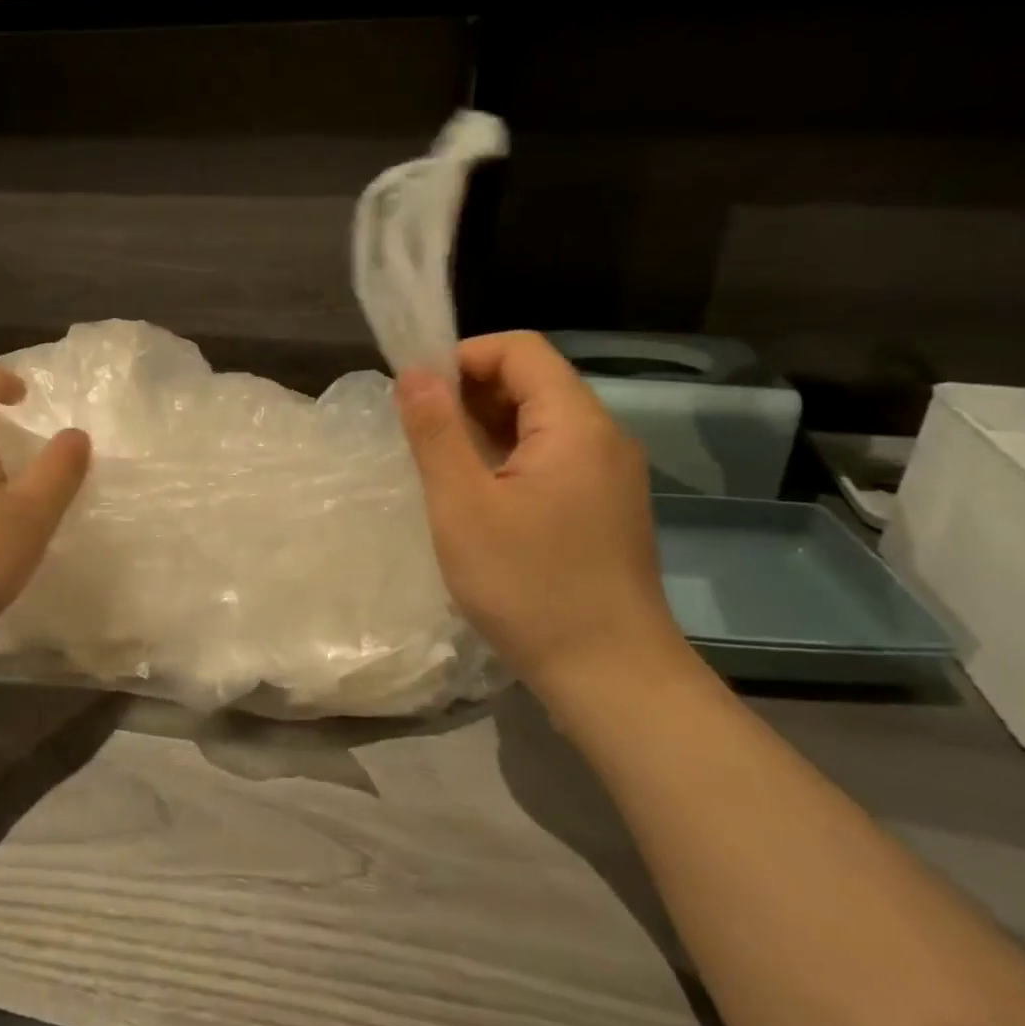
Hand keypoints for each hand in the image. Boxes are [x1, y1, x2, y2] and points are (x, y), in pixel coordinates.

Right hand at [396, 332, 685, 692]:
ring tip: (442, 466)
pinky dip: (509, 458)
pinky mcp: (605, 505)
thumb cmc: (529, 586)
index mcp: (574, 423)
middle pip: (532, 380)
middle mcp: (602, 435)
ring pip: (540, 421)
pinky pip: (552, 456)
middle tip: (421, 434)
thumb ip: (436, 431)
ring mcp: (609, 473)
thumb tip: (413, 373)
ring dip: (486, 427)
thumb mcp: (463, 505)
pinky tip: (479, 496)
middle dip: (469, 392)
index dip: (462, 356)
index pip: (518, 349)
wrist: (611, 676)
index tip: (417, 394)